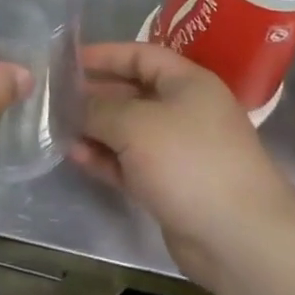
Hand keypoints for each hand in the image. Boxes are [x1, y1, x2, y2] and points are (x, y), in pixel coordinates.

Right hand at [72, 43, 294, 288]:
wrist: (240, 239)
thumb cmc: (188, 161)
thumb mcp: (135, 124)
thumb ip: (98, 108)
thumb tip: (73, 104)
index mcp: (187, 82)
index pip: (140, 55)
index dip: (104, 55)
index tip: (68, 61)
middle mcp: (184, 111)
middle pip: (131, 93)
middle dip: (93, 95)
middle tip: (54, 98)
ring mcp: (178, 151)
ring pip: (127, 131)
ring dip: (94, 129)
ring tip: (57, 129)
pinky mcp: (170, 186)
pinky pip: (130, 163)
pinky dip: (105, 158)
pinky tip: (75, 156)